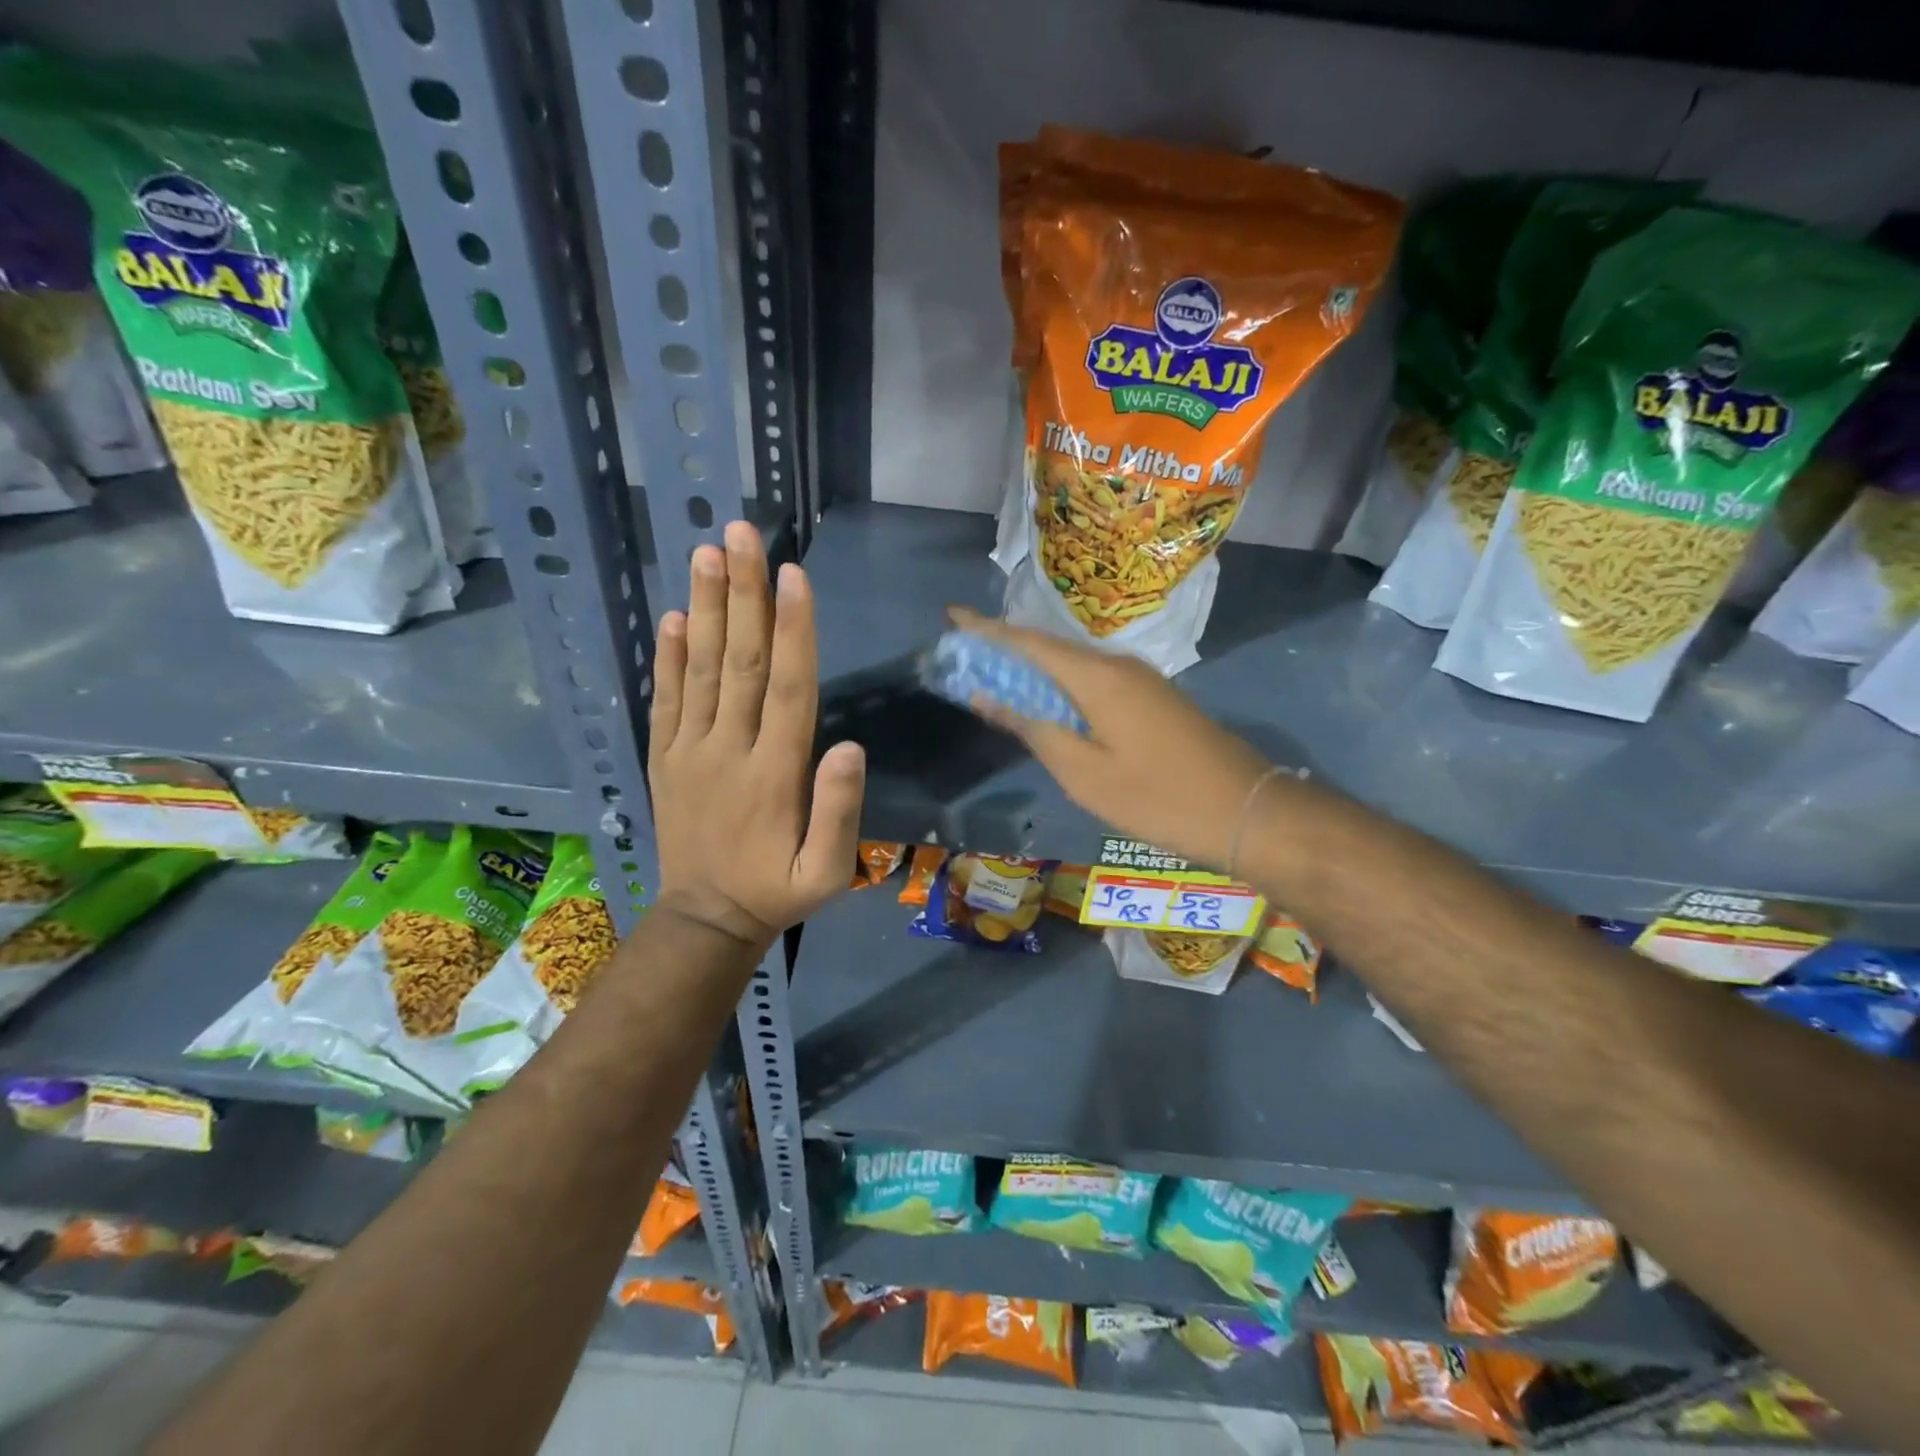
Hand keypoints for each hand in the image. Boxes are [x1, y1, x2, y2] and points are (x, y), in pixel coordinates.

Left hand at [649, 522, 864, 949]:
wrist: (705, 920)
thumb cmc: (776, 891)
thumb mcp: (826, 873)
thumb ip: (839, 812)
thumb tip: (849, 746)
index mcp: (773, 773)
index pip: (786, 687)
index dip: (792, 629)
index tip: (792, 574)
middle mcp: (728, 749)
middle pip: (738, 661)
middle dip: (743, 594)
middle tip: (742, 534)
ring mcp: (689, 750)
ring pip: (699, 669)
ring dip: (704, 608)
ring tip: (706, 553)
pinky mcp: (663, 757)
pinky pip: (664, 699)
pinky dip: (666, 656)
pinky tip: (671, 616)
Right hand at [949, 607, 1270, 870]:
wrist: (1245, 810)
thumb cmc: (1156, 797)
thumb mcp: (1083, 773)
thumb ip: (1033, 728)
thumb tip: (988, 695)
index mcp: (1097, 677)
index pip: (1028, 643)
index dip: (986, 629)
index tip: (951, 615)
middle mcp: (1118, 665)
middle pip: (1049, 649)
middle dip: (1004, 648)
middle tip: (965, 654)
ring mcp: (1140, 680)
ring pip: (1072, 665)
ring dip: (1032, 669)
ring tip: (994, 676)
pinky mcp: (1152, 698)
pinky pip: (1093, 680)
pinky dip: (1060, 686)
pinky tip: (1046, 702)